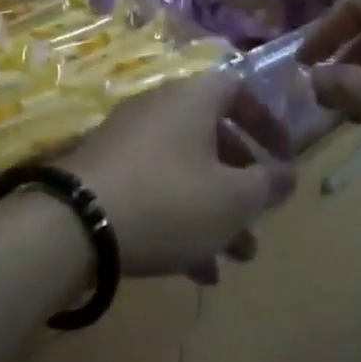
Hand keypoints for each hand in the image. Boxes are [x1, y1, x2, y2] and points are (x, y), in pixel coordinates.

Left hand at [63, 70, 295, 283]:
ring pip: (187, 172)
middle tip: (261, 218)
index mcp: (193, 100)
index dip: (269, 121)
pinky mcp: (106, 176)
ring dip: (217, 212)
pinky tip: (197, 271)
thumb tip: (288, 174)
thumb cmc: (169, 200)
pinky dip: (181, 222)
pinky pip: (156, 191)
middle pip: (214, 139)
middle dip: (243, 184)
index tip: (284, 156)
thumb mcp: (233, 198)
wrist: (73, 226)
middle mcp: (160, 110)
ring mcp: (128, 144)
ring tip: (238, 258)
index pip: (240, 90)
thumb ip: (268, 183)